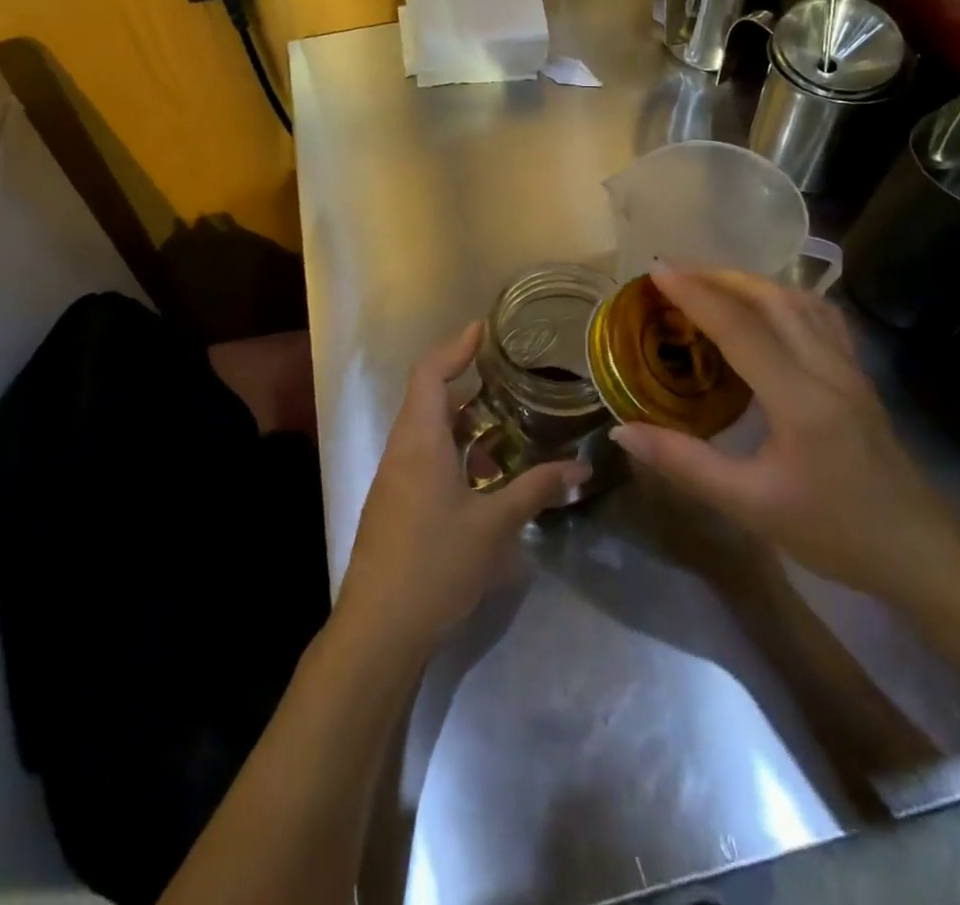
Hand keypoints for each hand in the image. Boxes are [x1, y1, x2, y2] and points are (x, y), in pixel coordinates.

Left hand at [334, 321, 590, 655]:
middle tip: (511, 378)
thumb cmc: (434, 564)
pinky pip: (426, 458)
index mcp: (419, 440)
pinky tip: (487, 476)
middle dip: (468, 384)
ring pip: (429, 431)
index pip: (430, 372)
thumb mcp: (494, 525)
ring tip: (508, 427)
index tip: (485, 328)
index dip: (456, 345)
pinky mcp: (396, 504)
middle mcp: (402, 449)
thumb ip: (536, 490)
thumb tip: (581, 469)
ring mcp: (395, 478)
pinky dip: (456, 452)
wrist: (378, 629)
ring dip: (465, 423)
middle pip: (429, 397)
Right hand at [609, 269, 959, 600]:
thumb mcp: (749, 505)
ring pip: (799, 299)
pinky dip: (782, 295)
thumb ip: (684, 463)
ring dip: (750, 281)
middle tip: (673, 272)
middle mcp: (827, 368)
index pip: (740, 329)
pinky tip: (763, 305)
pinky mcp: (857, 372)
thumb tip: (621, 431)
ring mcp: (849, 366)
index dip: (696, 294)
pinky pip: (818, 314)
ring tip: (708, 281)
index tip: (656, 270)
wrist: (919, 551)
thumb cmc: (833, 532)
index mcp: (800, 400)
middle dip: (719, 276)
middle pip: (772, 298)